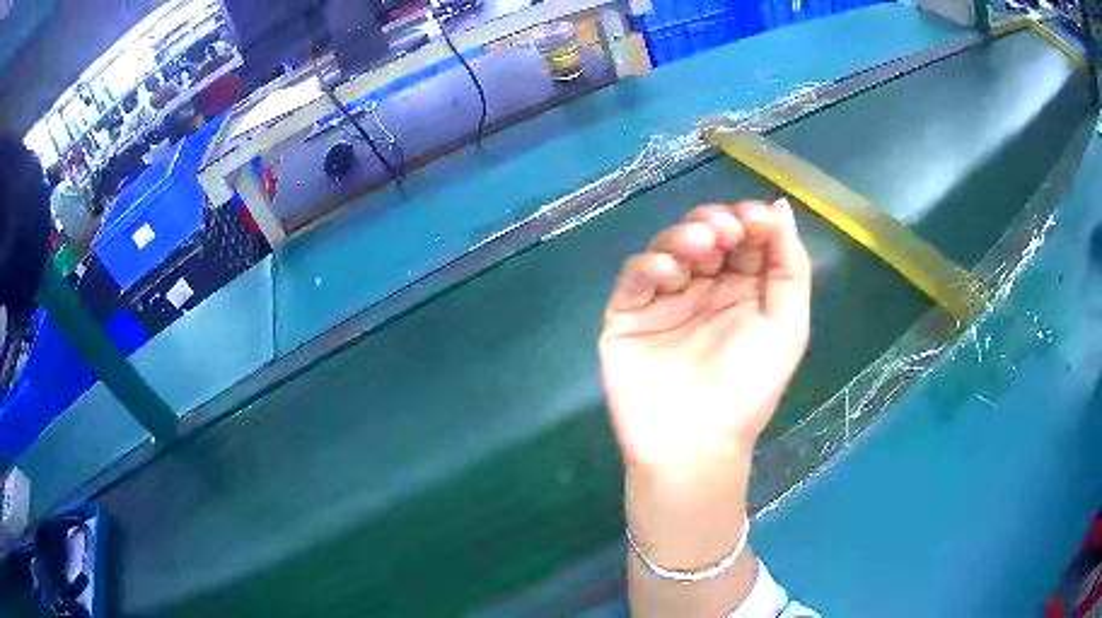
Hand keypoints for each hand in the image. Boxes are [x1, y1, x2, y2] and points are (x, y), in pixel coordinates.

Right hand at [600, 200, 811, 473]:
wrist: (694, 445)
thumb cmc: (748, 390)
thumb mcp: (788, 327)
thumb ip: (789, 266)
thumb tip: (779, 205)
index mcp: (743, 290)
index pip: (744, 240)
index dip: (750, 220)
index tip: (754, 218)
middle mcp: (703, 288)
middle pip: (705, 235)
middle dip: (716, 223)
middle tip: (725, 231)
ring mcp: (664, 300)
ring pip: (668, 248)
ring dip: (683, 236)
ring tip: (701, 243)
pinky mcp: (628, 315)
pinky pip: (634, 278)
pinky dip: (649, 266)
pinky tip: (667, 271)